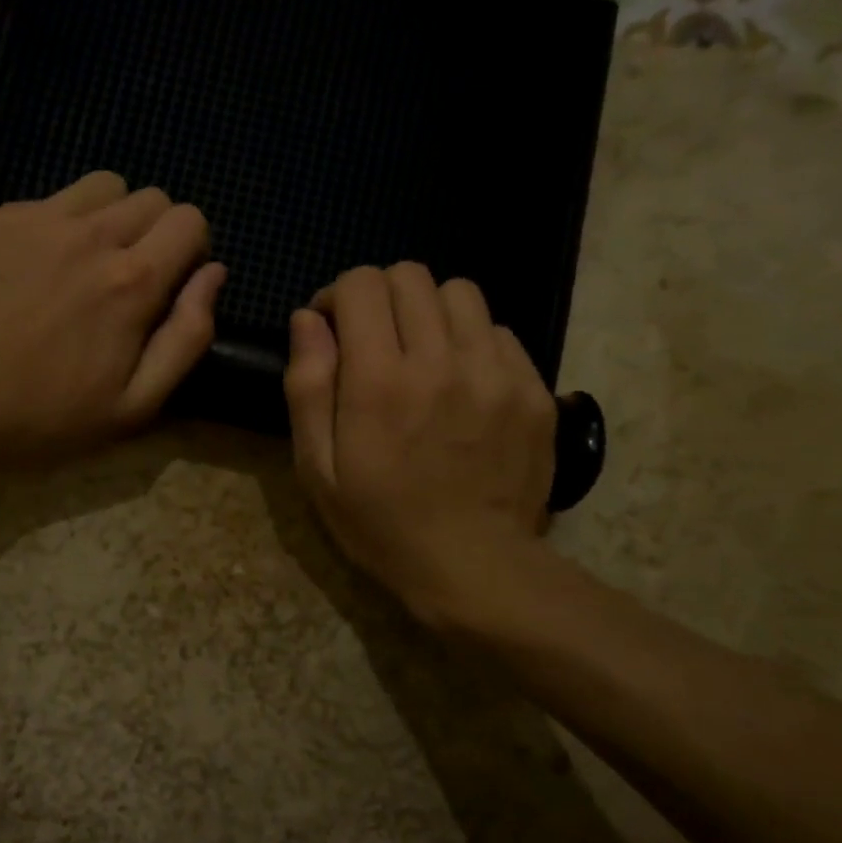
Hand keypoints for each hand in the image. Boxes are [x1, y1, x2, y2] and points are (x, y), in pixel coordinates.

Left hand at [0, 171, 224, 464]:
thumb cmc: (45, 419)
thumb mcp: (136, 405)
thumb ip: (187, 336)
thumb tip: (214, 275)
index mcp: (133, 281)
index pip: (190, 220)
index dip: (190, 249)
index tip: (170, 282)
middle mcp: (89, 235)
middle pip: (149, 197)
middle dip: (153, 232)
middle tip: (125, 280)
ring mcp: (33, 219)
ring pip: (98, 187)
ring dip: (106, 217)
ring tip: (80, 264)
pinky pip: (40, 203)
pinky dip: (48, 228)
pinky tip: (24, 273)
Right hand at [284, 263, 556, 629]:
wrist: (474, 566)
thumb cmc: (381, 522)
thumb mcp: (318, 469)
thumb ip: (308, 386)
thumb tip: (307, 320)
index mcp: (380, 380)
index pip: (362, 284)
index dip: (338, 296)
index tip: (333, 330)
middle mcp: (440, 360)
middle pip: (411, 276)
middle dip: (380, 296)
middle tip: (374, 341)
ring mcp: (495, 371)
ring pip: (460, 293)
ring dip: (429, 311)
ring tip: (421, 354)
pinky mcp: (533, 388)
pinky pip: (499, 332)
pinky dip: (471, 341)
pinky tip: (462, 382)